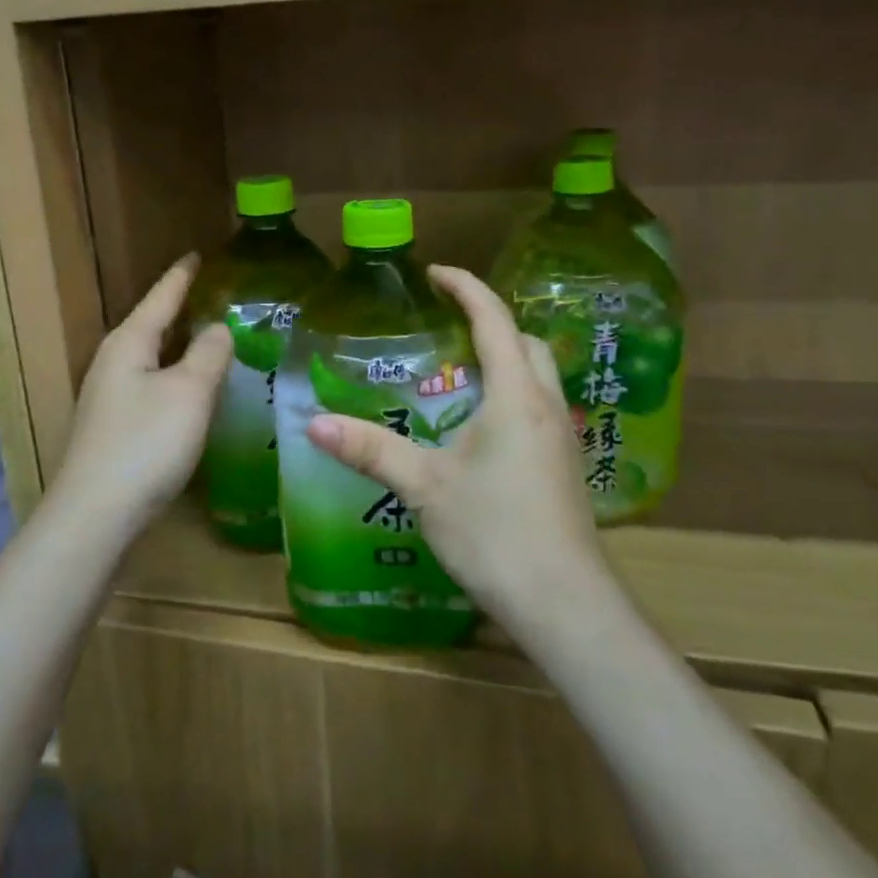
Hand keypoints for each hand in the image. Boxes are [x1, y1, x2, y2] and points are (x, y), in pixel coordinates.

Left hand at [54, 253, 232, 532]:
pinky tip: (188, 389)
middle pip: (151, 325)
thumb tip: (218, 327)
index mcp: (129, 343)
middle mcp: (113, 363)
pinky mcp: (114, 427)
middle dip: (179, 309)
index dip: (181, 276)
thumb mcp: (189, 392)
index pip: (161, 297)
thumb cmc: (146, 444)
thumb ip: (209, 354)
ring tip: (207, 336)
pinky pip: (149, 385)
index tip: (196, 255)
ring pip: (149, 357)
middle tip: (211, 295)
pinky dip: (172, 376)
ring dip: (177, 345)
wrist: (96, 515)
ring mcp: (109, 397)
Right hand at [304, 265, 607, 628]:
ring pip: (538, 374)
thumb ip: (370, 449)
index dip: (466, 287)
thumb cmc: (495, 532)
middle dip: (490, 321)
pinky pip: (538, 405)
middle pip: (526, 341)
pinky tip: (479, 425)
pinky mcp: (564, 465)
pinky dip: (511, 391)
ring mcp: (562, 437)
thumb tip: (312, 422)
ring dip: (504, 357)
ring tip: (458, 370)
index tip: (435, 272)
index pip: (494, 319)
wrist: (565, 604)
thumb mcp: (425, 486)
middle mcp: (545, 405)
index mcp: (515, 395)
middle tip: (446, 325)